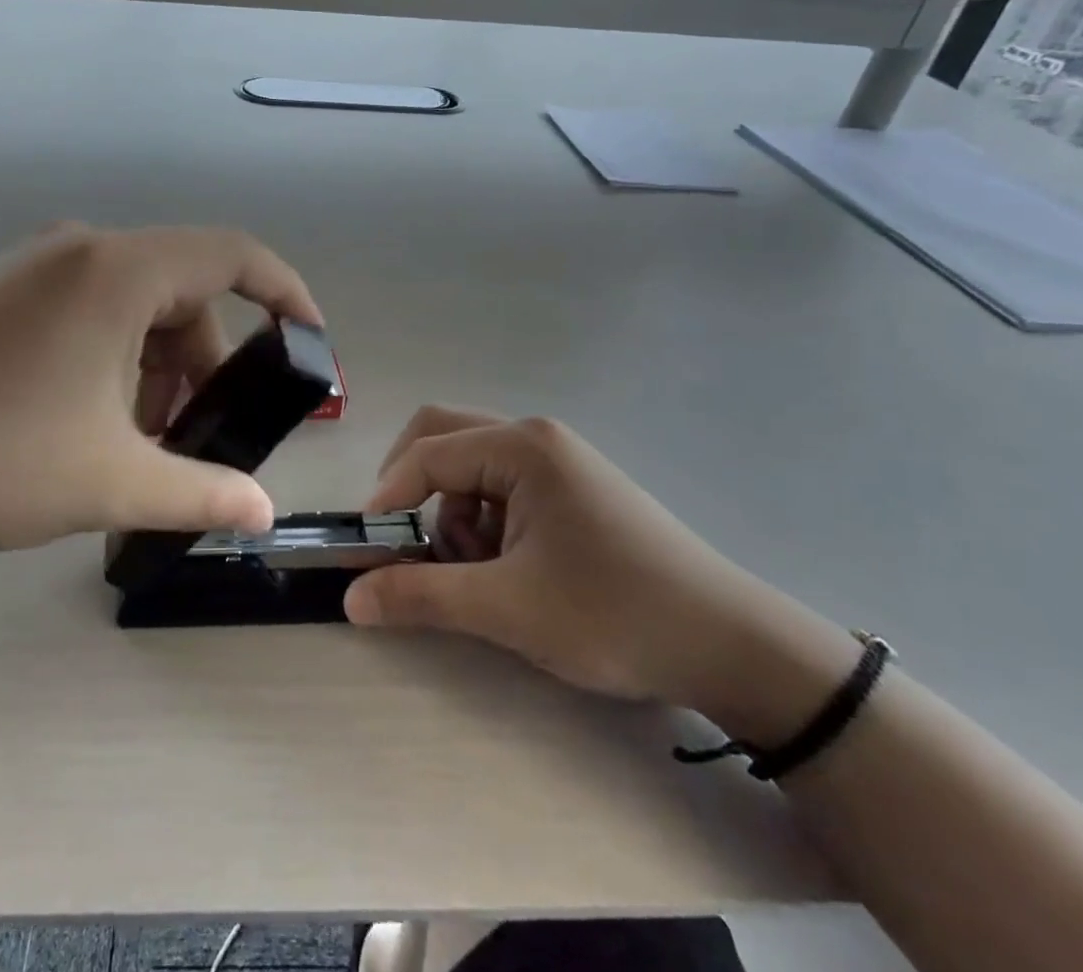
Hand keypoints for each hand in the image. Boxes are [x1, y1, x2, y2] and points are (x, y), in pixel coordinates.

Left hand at [0, 225, 320, 557]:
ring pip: (134, 308)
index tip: (310, 342)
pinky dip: (113, 362)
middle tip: (197, 437)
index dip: (285, 293)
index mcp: (118, 271)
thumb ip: (200, 493)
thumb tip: (262, 514)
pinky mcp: (1, 295)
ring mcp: (35, 269)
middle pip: (182, 293)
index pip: (234, 254)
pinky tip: (89, 425)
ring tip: (138, 445)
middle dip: (206, 363)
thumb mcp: (109, 482)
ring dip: (156, 370)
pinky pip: (89, 314)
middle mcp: (82, 251)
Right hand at [344, 408, 828, 717]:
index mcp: (521, 447)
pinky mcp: (572, 487)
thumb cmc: (614, 615)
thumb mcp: (508, 609)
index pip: (426, 454)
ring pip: (471, 466)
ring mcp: (558, 460)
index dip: (386, 498)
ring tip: (474, 574)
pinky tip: (507, 570)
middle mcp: (536, 438)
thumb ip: (421, 596)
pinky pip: (502, 486)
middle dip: (412, 487)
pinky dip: (484, 521)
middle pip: (444, 436)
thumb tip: (350, 598)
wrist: (732, 646)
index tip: (366, 550)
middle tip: (402, 540)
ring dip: (452, 512)